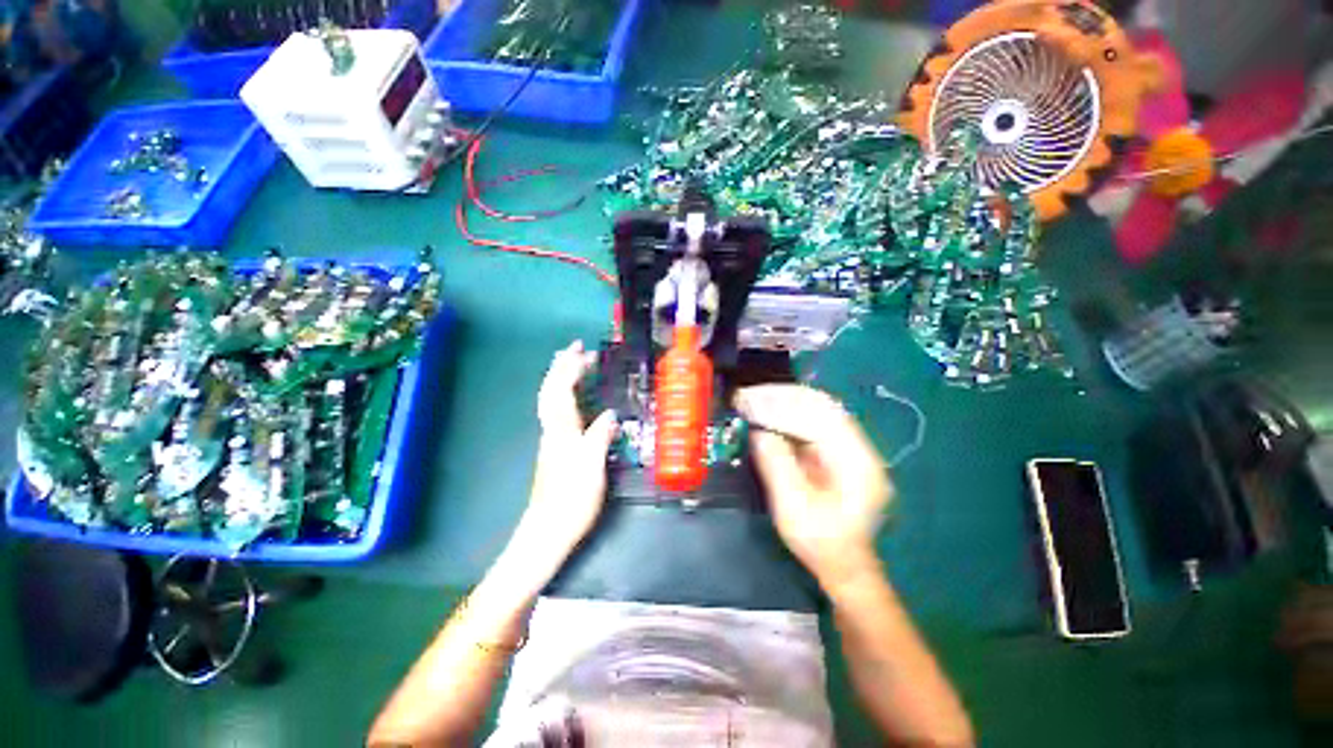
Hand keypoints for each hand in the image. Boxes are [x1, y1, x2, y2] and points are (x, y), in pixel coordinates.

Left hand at [513, 341, 616, 571]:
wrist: (549, 529)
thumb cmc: (571, 498)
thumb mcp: (591, 465)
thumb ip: (600, 436)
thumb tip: (611, 413)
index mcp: (561, 429)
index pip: (562, 390)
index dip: (570, 368)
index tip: (581, 350)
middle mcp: (553, 429)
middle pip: (552, 390)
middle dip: (563, 366)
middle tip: (577, 350)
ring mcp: (553, 439)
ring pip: (552, 400)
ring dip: (562, 378)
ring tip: (575, 366)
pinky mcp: (556, 449)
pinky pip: (558, 412)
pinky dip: (565, 396)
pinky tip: (575, 399)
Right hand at [736, 384, 891, 590]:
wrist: (845, 566)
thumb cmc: (820, 543)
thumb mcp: (793, 507)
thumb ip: (776, 464)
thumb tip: (757, 431)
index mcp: (857, 462)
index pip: (817, 418)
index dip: (780, 407)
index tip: (748, 402)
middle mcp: (860, 448)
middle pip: (821, 405)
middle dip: (781, 396)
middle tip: (747, 394)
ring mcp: (852, 448)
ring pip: (818, 409)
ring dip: (783, 400)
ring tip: (753, 397)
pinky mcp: (840, 451)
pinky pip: (813, 421)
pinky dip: (788, 413)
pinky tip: (768, 411)